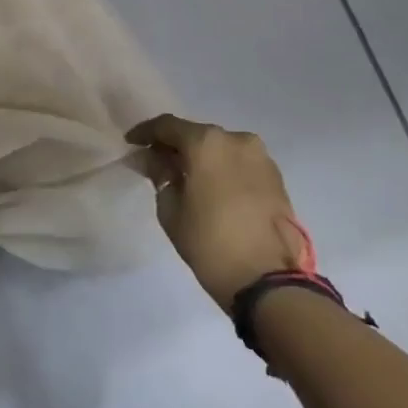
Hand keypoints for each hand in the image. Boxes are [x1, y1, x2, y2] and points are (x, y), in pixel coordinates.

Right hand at [126, 114, 308, 310]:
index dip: (145, 133)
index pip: (167, 126)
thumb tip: (155, 161)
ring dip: (202, 158)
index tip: (131, 144)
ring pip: (221, 149)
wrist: (270, 281)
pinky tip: (212, 188)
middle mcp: (236, 140)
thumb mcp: (171, 210)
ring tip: (186, 178)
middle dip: (175, 146)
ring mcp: (260, 157)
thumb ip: (160, 176)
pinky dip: (223, 170)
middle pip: (197, 135)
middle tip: (157, 163)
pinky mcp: (276, 178)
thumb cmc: (210, 243)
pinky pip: (240, 164)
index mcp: (206, 143)